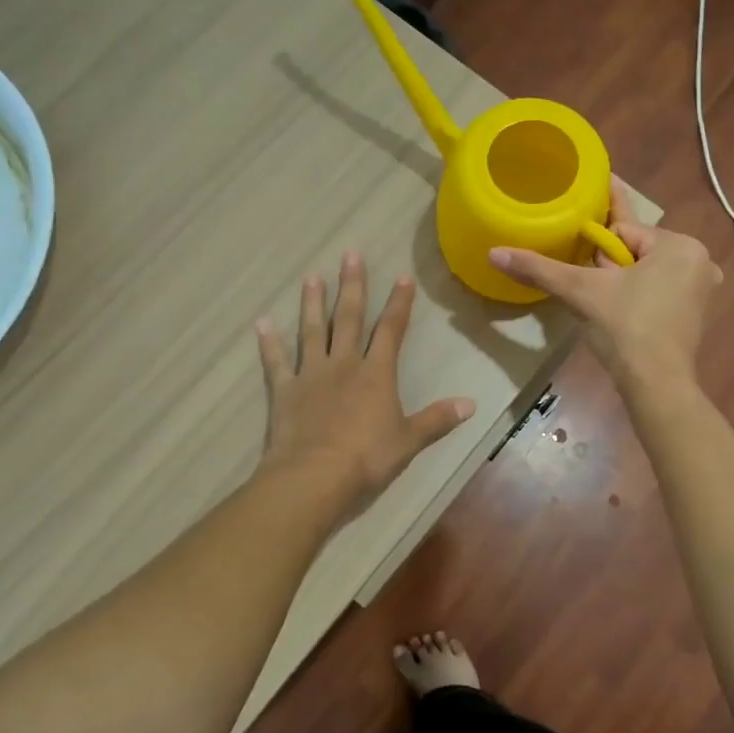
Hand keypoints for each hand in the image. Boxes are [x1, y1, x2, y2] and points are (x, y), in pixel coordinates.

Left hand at [256, 252, 474, 506]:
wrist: (314, 477)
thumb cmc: (366, 459)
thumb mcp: (409, 441)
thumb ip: (437, 420)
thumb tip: (471, 405)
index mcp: (376, 374)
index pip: (391, 331)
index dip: (399, 303)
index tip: (403, 277)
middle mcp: (343, 364)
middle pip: (349, 319)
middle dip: (352, 286)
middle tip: (349, 255)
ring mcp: (310, 375)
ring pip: (312, 331)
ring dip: (313, 303)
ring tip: (312, 277)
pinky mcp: (284, 391)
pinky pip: (275, 362)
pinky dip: (268, 343)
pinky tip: (262, 323)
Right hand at [489, 178, 721, 388]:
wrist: (656, 385)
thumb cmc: (625, 328)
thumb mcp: (581, 291)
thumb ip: (539, 268)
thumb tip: (494, 252)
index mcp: (680, 245)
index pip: (624, 231)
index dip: (598, 251)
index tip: (587, 271)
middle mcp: (698, 261)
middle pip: (635, 252)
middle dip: (610, 268)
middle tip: (594, 293)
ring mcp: (700, 291)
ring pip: (645, 273)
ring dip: (621, 284)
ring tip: (604, 307)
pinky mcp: (695, 317)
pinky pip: (658, 294)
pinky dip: (637, 300)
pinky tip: (620, 318)